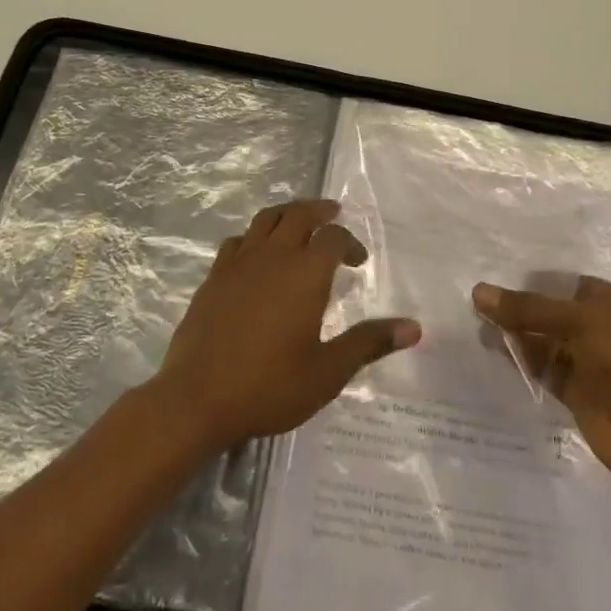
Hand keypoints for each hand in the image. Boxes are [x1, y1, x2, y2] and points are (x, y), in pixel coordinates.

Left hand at [153, 199, 420, 452]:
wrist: (196, 398)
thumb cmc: (269, 386)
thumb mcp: (328, 371)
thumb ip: (369, 343)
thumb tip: (414, 328)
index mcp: (305, 273)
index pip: (333, 237)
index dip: (349, 242)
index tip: (358, 261)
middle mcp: (272, 256)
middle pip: (298, 214)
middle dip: (319, 211)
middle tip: (332, 215)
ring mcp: (238, 263)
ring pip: (265, 220)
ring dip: (286, 214)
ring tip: (298, 223)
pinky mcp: (213, 278)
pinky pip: (237, 241)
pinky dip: (254, 237)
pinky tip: (256, 255)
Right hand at [473, 277, 610, 504]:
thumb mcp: (583, 322)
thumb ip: (530, 308)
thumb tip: (478, 292)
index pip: (574, 285)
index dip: (537, 282)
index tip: (494, 276)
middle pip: (559, 313)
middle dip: (523, 308)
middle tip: (475, 299)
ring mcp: (600, 365)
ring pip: (550, 342)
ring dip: (518, 335)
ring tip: (474, 322)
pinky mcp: (584, 397)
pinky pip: (546, 371)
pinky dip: (522, 362)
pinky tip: (491, 349)